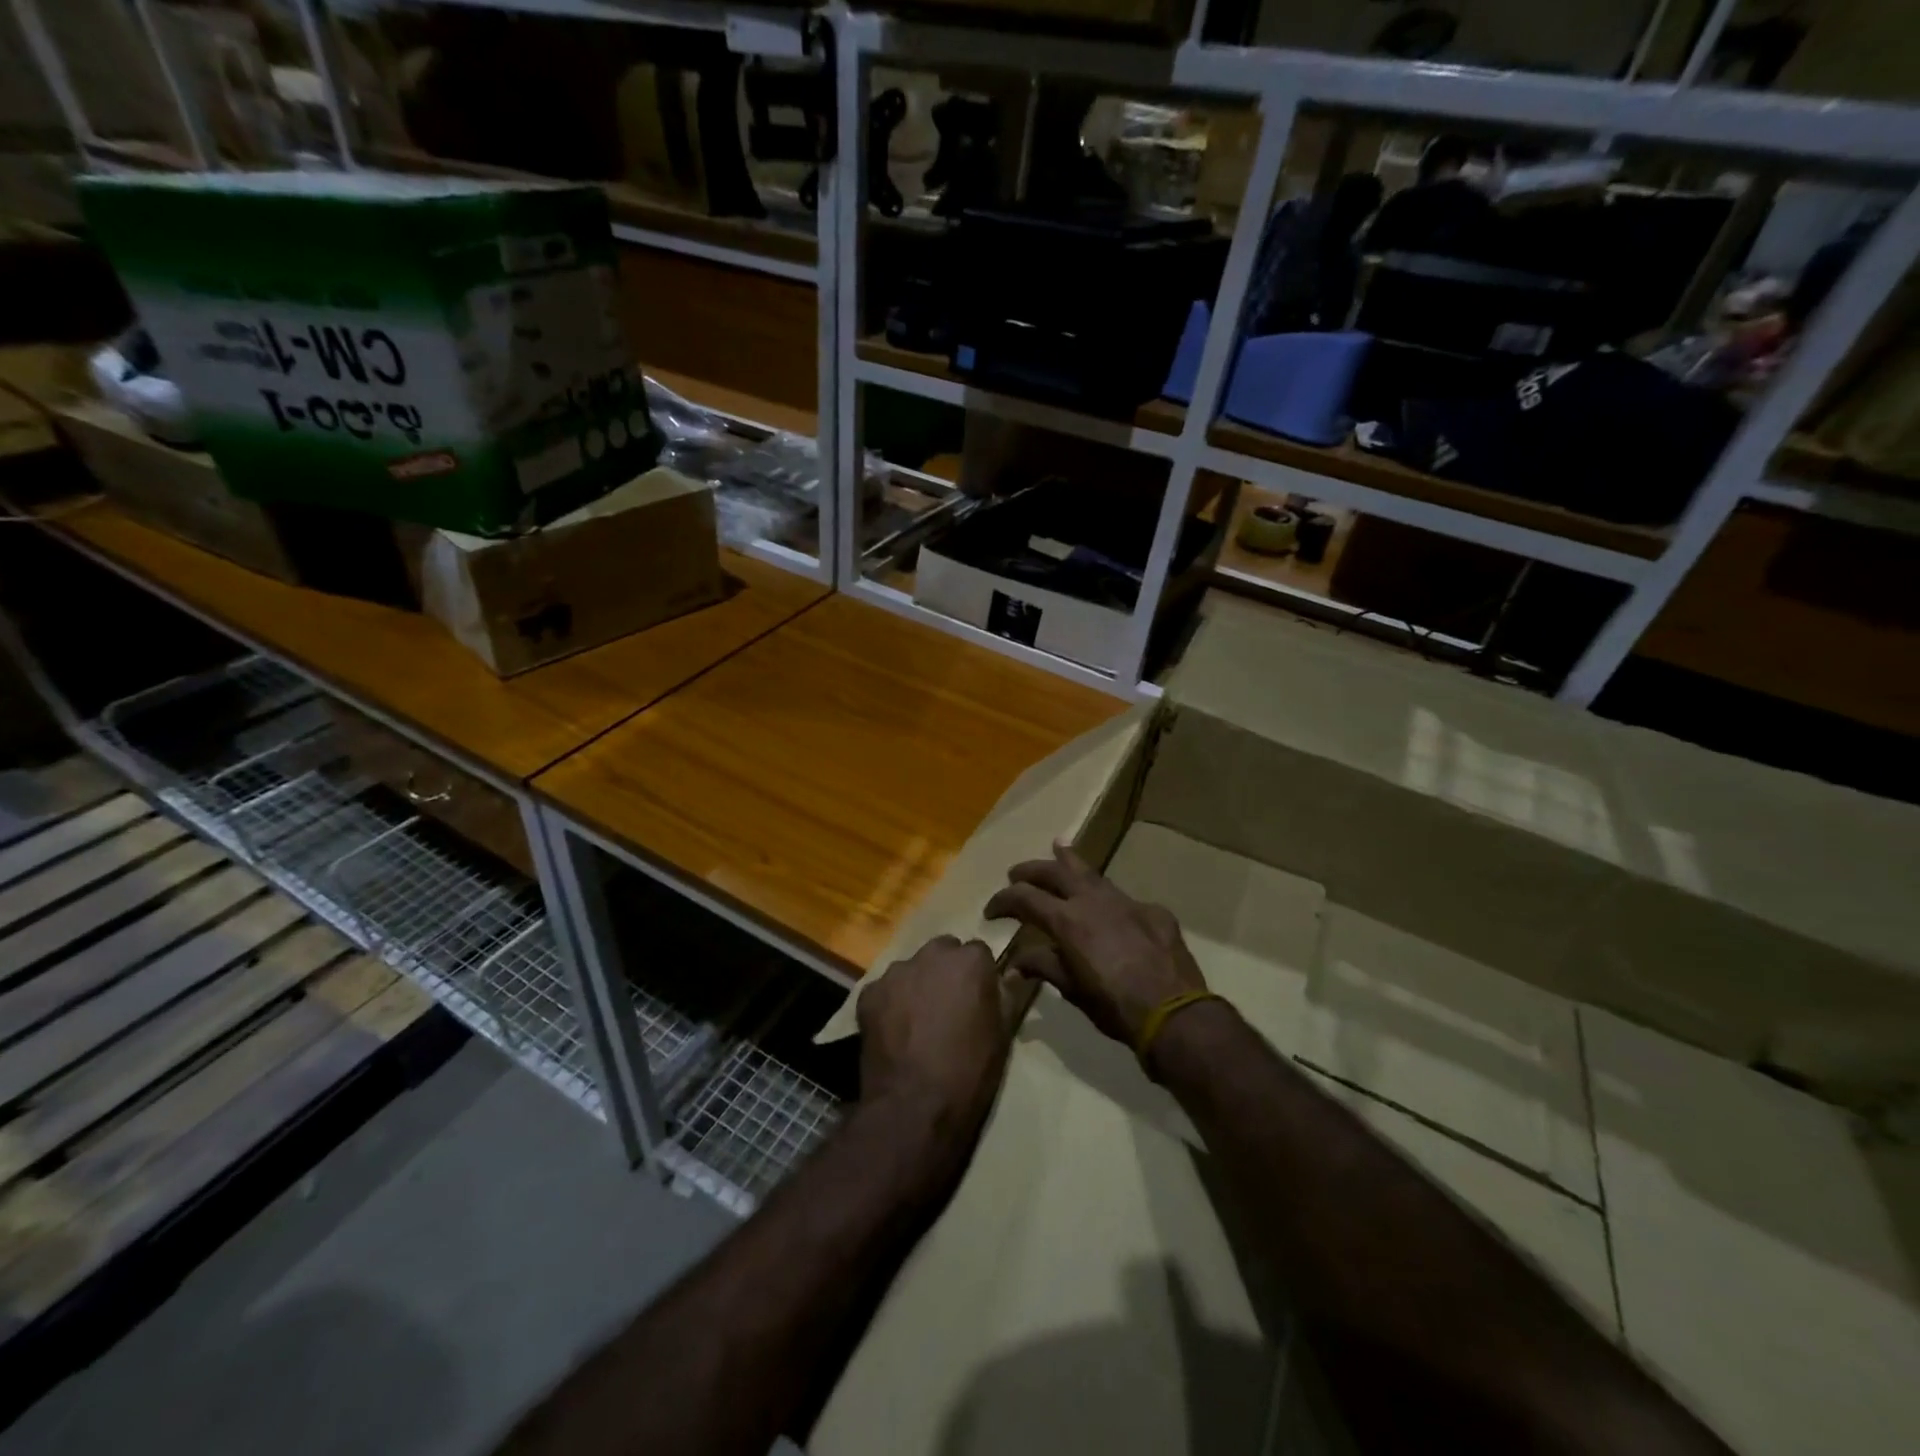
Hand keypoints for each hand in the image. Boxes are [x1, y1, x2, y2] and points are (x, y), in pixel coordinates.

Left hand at [857, 935, 1018, 1150]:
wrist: (914, 1106)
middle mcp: (932, 954)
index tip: (978, 999)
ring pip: (912, 969)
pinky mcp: (869, 993)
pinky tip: (895, 1033)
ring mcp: (896, 972)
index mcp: (970, 960)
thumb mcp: (1003, 1033)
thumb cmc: (969, 1071)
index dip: (978, 976)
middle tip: (948, 1007)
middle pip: (942, 952)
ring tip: (918, 1023)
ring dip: (918, 985)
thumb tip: (1013, 972)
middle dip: (946, 972)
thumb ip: (1008, 993)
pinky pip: (884, 990)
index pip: (979, 952)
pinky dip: (890, 1004)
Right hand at [985, 842, 1206, 1048]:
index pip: (1024, 898)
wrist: (1174, 1013)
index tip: (991, 911)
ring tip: (1058, 847)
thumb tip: (1016, 963)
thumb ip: (1044, 967)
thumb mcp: (1072, 990)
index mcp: (1067, 920)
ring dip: (1070, 862)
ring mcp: (1125, 901)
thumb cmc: (1114, 1007)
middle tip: (1015, 873)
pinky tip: (1108, 905)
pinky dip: (1106, 897)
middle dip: (1031, 871)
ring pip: (1091, 873)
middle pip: (1054, 873)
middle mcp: (1093, 900)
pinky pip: (1122, 898)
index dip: (1003, 901)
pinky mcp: (1152, 911)